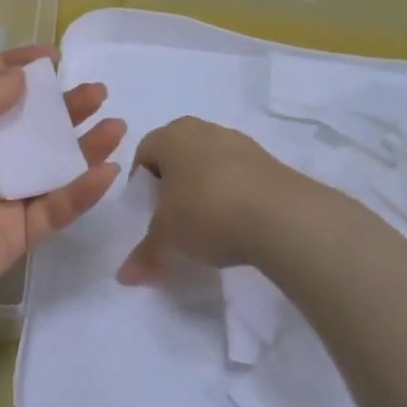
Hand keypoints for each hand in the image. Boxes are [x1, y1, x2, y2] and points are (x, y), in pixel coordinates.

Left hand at [0, 47, 124, 307]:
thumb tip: (22, 77)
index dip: (19, 69)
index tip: (53, 57)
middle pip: (28, 126)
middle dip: (63, 107)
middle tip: (96, 92)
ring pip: (49, 167)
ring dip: (82, 147)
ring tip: (114, 124)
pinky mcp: (15, 234)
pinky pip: (54, 208)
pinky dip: (81, 191)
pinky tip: (107, 170)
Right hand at [116, 117, 306, 283]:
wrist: (282, 216)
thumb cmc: (206, 212)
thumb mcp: (167, 238)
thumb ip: (144, 254)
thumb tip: (125, 276)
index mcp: (171, 135)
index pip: (144, 153)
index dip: (141, 186)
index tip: (147, 215)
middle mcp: (204, 129)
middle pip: (178, 157)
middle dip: (172, 186)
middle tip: (173, 220)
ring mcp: (241, 143)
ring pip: (210, 165)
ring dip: (204, 190)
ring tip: (207, 226)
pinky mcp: (269, 162)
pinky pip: (239, 176)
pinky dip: (232, 196)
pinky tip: (236, 224)